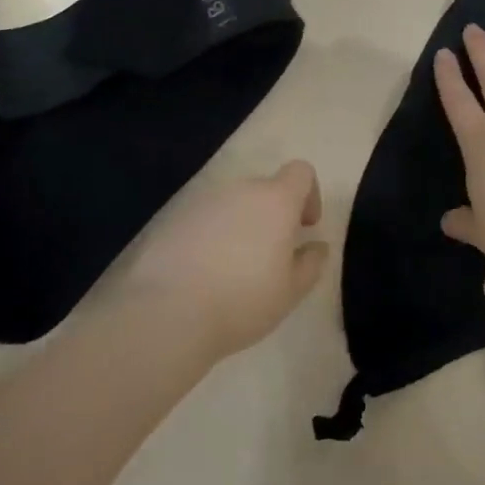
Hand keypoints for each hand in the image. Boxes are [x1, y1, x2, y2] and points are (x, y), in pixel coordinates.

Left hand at [114, 161, 329, 359]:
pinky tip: (203, 273)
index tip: (305, 227)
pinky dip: (211, 236)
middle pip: (265, 189)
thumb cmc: (242, 300)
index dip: (309, 194)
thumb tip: (317, 247)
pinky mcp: (172, 218)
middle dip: (273, 215)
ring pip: (232, 205)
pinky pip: (204, 219)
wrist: (167, 312)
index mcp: (275, 200)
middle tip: (271, 257)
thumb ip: (311, 263)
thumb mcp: (291, 292)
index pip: (300, 171)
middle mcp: (239, 190)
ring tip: (234, 269)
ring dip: (241, 225)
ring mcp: (202, 201)